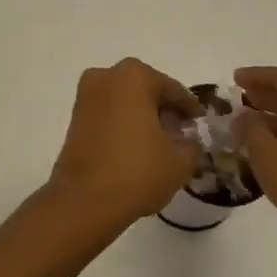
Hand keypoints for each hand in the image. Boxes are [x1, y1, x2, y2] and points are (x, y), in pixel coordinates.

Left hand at [48, 59, 201, 228]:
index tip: (202, 126)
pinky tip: (137, 148)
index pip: (173, 90)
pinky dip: (124, 124)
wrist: (84, 200)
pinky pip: (108, 113)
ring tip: (161, 145)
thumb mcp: (180, 161)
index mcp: (134, 76)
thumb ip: (192, 145)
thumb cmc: (137, 171)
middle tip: (182, 135)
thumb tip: (190, 141)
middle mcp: (106, 76)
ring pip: (125, 101)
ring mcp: (86, 95)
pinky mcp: (75, 116)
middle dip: (165, 111)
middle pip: (146, 91)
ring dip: (143, 117)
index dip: (190, 110)